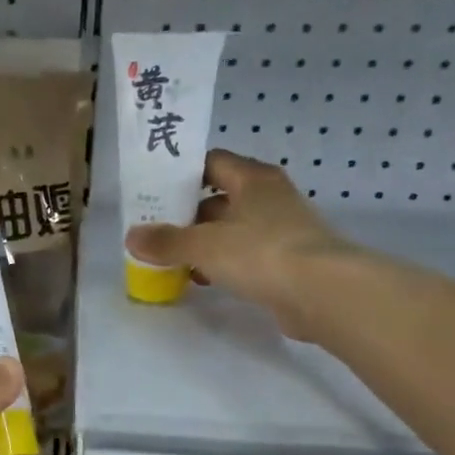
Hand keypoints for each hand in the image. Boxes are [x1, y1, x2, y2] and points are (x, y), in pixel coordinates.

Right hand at [125, 151, 356, 340]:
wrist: (323, 293)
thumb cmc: (261, 252)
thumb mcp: (203, 245)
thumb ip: (166, 241)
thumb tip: (131, 237)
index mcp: (253, 179)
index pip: (212, 162)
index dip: (182, 173)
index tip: (154, 190)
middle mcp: (269, 197)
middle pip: (219, 197)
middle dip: (187, 214)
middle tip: (155, 229)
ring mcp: (282, 229)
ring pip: (232, 229)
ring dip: (204, 242)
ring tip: (171, 258)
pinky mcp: (288, 260)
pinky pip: (246, 255)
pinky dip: (223, 263)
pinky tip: (202, 279)